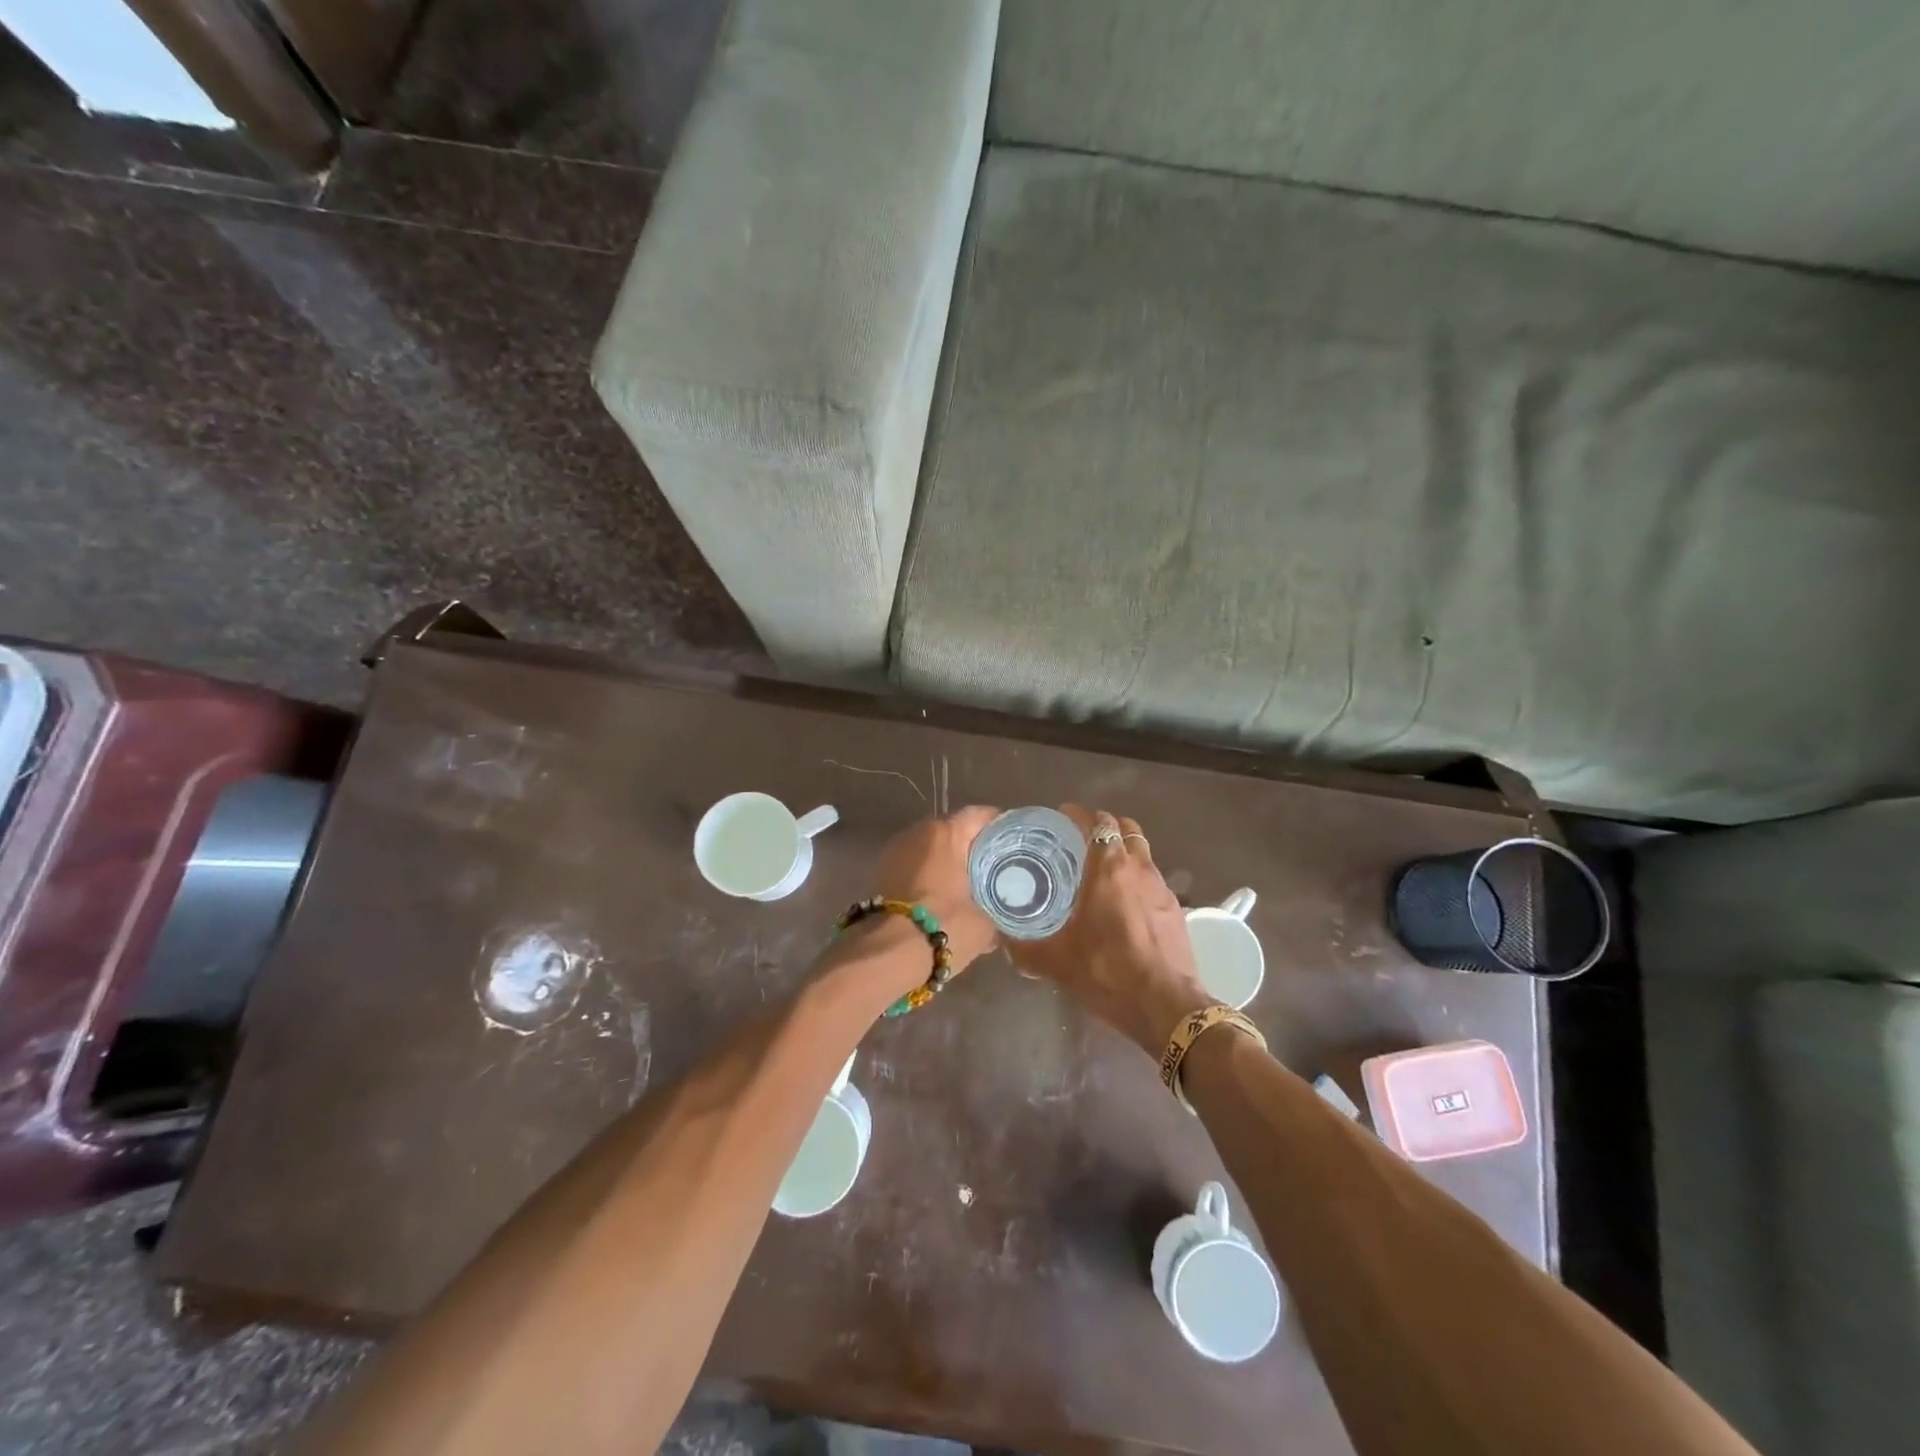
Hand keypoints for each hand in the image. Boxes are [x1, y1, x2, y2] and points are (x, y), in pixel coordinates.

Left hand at [867, 805, 1002, 971]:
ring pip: (931, 850)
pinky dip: (930, 877)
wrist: (885, 955)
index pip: (979, 815)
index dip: (999, 825)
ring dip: (948, 863)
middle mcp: (917, 833)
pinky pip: (914, 867)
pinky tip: (944, 898)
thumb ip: (995, 913)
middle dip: (972, 847)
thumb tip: (999, 921)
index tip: (1015, 841)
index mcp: (945, 833)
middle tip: (996, 867)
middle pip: (953, 831)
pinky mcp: (880, 874)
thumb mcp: (983, 925)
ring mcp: (894, 852)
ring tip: (970, 885)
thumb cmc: (942, 927)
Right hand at [1006, 805, 1210, 1053]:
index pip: (1098, 822)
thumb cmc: (1108, 973)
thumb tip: (1003, 941)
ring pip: (1142, 850)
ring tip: (1101, 868)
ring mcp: (1161, 887)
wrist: (1167, 1006)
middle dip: (1104, 825)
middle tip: (1081, 839)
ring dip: (1123, 849)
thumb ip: (1025, 948)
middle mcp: (1138, 868)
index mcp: (1108, 869)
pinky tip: (1123, 901)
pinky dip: (1137, 875)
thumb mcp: (1057, 962)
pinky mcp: (1175, 908)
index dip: (1079, 814)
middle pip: (1125, 827)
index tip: (1062, 817)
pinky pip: (1153, 877)